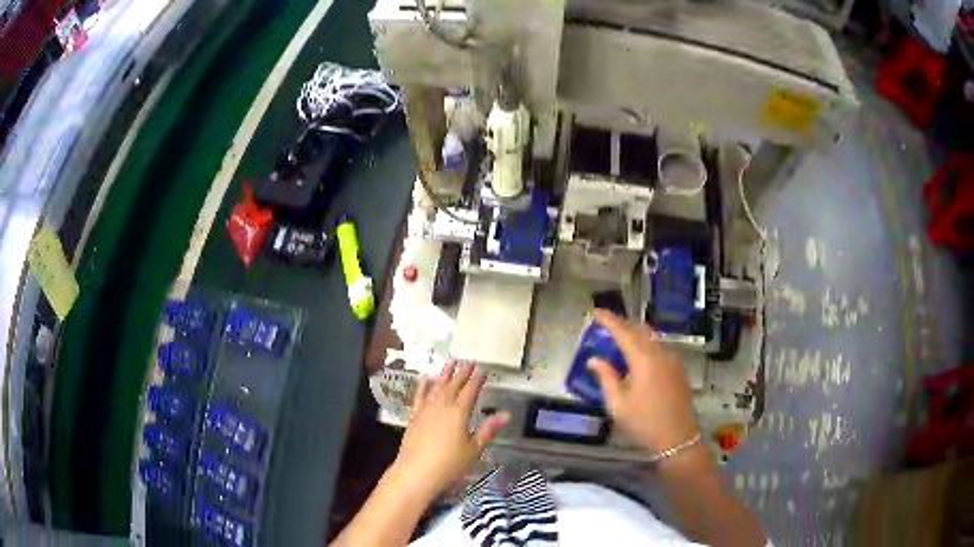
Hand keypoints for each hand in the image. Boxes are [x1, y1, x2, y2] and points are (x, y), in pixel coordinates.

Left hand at [391, 361, 508, 500]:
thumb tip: (506, 414)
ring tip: (450, 362)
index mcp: (458, 413)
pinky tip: (425, 379)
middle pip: (453, 385)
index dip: (477, 380)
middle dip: (461, 373)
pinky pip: (420, 396)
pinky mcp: (414, 417)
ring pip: (436, 387)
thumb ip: (487, 430)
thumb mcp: (474, 449)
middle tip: (468, 361)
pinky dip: (423, 386)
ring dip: (444, 374)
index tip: (482, 370)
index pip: (470, 391)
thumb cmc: (449, 464)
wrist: (416, 473)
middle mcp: (441, 407)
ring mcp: (425, 410)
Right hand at [587, 310, 699, 453]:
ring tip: (620, 340)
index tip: (596, 312)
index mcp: (643, 360)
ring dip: (636, 334)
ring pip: (652, 338)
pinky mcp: (678, 369)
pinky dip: (646, 345)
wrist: (677, 438)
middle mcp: (660, 353)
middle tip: (607, 325)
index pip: (623, 332)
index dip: (609, 320)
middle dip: (623, 324)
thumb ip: (606, 378)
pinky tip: (639, 357)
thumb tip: (594, 360)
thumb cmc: (643, 423)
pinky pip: (660, 348)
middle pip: (640, 330)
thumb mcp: (618, 404)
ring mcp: (672, 360)